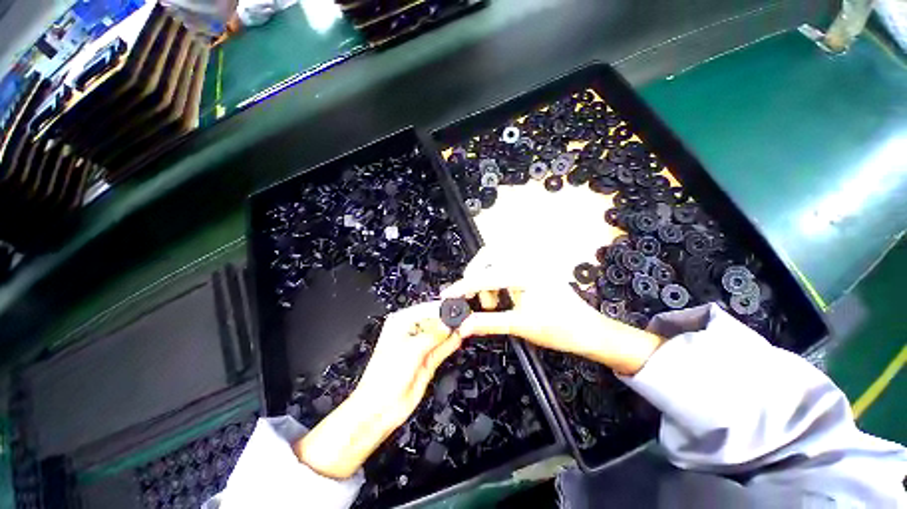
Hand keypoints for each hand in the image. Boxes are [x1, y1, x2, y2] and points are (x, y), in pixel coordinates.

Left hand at [294, 301, 460, 478]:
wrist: (380, 409)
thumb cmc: (384, 376)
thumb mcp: (411, 350)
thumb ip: (433, 335)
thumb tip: (449, 324)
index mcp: (401, 323)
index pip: (426, 309)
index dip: (442, 309)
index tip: (458, 308)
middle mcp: (411, 332)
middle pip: (435, 321)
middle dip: (449, 320)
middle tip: (465, 317)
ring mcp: (420, 347)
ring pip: (440, 334)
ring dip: (452, 331)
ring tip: (466, 325)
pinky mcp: (428, 360)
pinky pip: (442, 348)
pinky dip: (451, 343)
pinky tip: (459, 337)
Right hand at [441, 248, 662, 375]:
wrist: (590, 331)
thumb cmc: (560, 329)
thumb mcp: (520, 326)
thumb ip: (487, 323)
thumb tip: (462, 325)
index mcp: (524, 273)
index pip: (484, 277)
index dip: (463, 287)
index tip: (447, 296)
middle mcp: (527, 262)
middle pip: (488, 258)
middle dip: (476, 279)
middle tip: (478, 302)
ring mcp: (531, 264)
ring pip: (496, 262)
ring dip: (487, 281)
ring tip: (494, 304)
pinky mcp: (533, 270)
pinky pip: (506, 268)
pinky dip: (497, 281)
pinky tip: (503, 298)